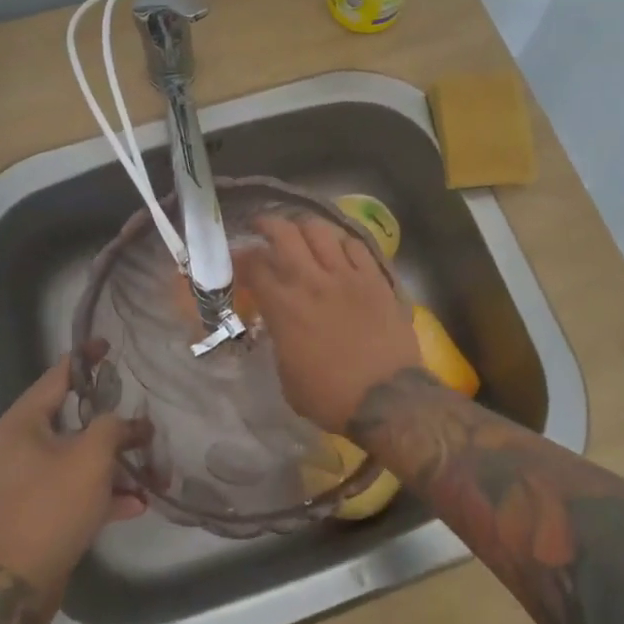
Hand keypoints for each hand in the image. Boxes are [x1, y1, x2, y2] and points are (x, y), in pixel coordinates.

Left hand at [0, 346, 146, 599]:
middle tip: (137, 412)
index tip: (109, 345)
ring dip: (111, 462)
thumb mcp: (91, 458)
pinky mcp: (33, 510)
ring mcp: (23, 480)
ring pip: (75, 457)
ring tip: (148, 466)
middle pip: (70, 418)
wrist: (15, 588)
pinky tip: (135, 504)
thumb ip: (115, 427)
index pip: (57, 375)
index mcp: (21, 423)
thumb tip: (133, 423)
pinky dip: (99, 491)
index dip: (86, 358)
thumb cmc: (50, 507)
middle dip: (109, 421)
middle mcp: (17, 446)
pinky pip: (71, 487)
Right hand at [235, 214, 420, 433]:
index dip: (240, 256)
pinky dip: (341, 242)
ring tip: (300, 232)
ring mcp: (346, 275)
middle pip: (284, 233)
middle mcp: (311, 281)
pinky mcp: (375, 278)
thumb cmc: (331, 397)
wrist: (387, 399)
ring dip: (304, 227)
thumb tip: (280, 325)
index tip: (236, 256)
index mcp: (284, 307)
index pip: (254, 265)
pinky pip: (355, 245)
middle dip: (267, 223)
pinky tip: (338, 248)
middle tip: (262, 226)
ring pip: (320, 230)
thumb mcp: (287, 376)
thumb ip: (279, 339)